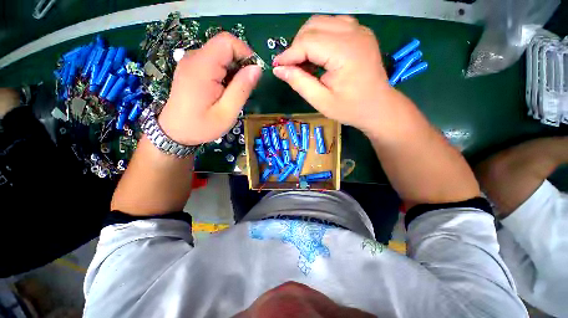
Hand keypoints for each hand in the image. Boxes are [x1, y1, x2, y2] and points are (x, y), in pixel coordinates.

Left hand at [159, 32, 261, 145]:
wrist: (175, 132)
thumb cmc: (202, 125)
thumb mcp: (227, 112)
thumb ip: (242, 89)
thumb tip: (257, 69)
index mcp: (202, 67)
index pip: (227, 42)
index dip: (245, 53)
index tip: (253, 74)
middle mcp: (194, 58)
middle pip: (224, 47)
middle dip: (240, 65)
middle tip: (243, 89)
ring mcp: (191, 62)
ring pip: (220, 55)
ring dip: (233, 71)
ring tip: (232, 93)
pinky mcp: (191, 68)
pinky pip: (214, 62)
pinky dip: (225, 73)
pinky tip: (224, 91)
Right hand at [273, 15, 392, 130]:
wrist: (378, 107)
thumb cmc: (350, 108)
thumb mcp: (321, 101)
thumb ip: (299, 83)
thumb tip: (279, 69)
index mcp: (345, 52)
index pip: (308, 42)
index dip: (289, 54)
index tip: (277, 67)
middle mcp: (353, 33)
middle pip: (313, 26)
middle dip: (297, 46)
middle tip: (292, 68)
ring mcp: (359, 30)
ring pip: (321, 22)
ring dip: (307, 40)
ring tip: (304, 62)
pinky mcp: (360, 33)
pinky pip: (333, 25)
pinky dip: (320, 37)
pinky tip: (319, 55)